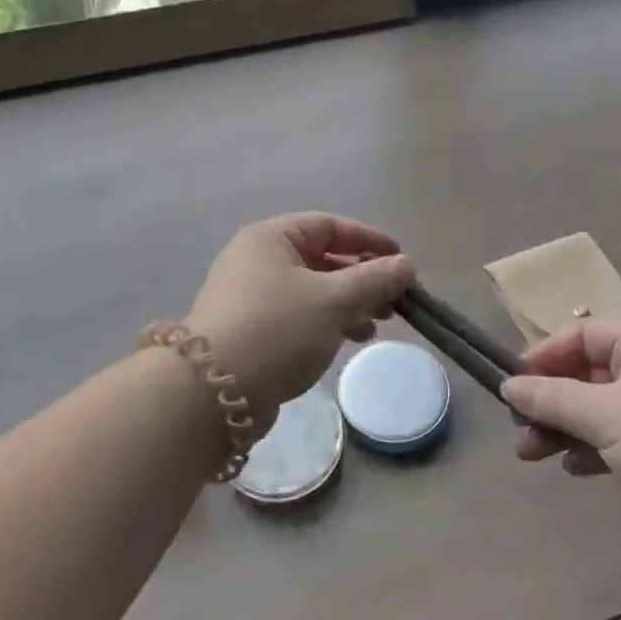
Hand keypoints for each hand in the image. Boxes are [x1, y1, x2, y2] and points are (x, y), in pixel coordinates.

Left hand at [187, 214, 415, 429]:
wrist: (213, 393)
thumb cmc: (278, 329)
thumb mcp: (333, 299)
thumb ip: (374, 279)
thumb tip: (406, 265)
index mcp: (271, 238)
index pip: (329, 226)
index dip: (369, 240)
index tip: (402, 260)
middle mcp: (258, 261)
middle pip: (323, 259)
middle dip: (363, 278)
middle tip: (396, 300)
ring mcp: (252, 298)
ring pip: (314, 291)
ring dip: (350, 303)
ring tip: (379, 324)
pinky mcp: (253, 331)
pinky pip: (301, 316)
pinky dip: (329, 322)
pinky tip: (352, 339)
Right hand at [502, 319, 620, 565]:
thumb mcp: (604, 415)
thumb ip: (552, 397)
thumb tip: (509, 385)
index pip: (583, 335)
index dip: (545, 356)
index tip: (513, 384)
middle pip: (587, 375)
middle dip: (549, 402)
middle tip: (517, 429)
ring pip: (598, 410)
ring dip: (563, 429)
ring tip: (530, 454)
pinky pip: (617, 438)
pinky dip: (591, 448)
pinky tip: (573, 469)